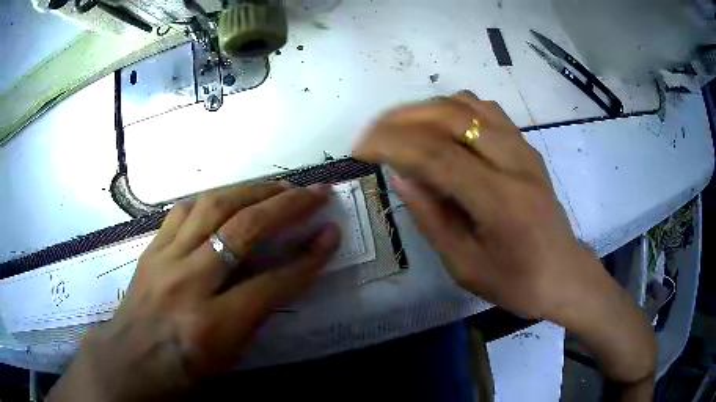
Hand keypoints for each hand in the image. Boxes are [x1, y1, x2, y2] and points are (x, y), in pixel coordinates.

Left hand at [48, 183, 339, 401]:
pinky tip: (229, 198)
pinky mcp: (151, 248)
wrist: (129, 359)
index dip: (307, 260)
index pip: (272, 284)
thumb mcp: (229, 356)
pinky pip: (184, 210)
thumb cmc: (183, 369)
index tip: (331, 235)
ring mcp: (165, 259)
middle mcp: (188, 283)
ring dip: (252, 191)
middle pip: (243, 230)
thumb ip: (256, 314)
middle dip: (287, 206)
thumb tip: (282, 276)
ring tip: (278, 187)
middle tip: (315, 192)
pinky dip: (213, 199)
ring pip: (212, 207)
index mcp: (212, 325)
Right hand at [354, 91, 583, 319]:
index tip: (360, 147)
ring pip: (467, 104)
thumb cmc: (515, 282)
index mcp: (500, 201)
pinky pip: (486, 110)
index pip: (436, 155)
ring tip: (399, 127)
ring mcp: (524, 148)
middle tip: (373, 133)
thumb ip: (431, 217)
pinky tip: (438, 126)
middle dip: (402, 118)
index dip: (391, 144)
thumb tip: (400, 175)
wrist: (563, 274)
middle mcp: (514, 163)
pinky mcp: (527, 146)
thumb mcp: (465, 265)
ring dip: (426, 109)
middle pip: (450, 116)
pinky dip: (454, 108)